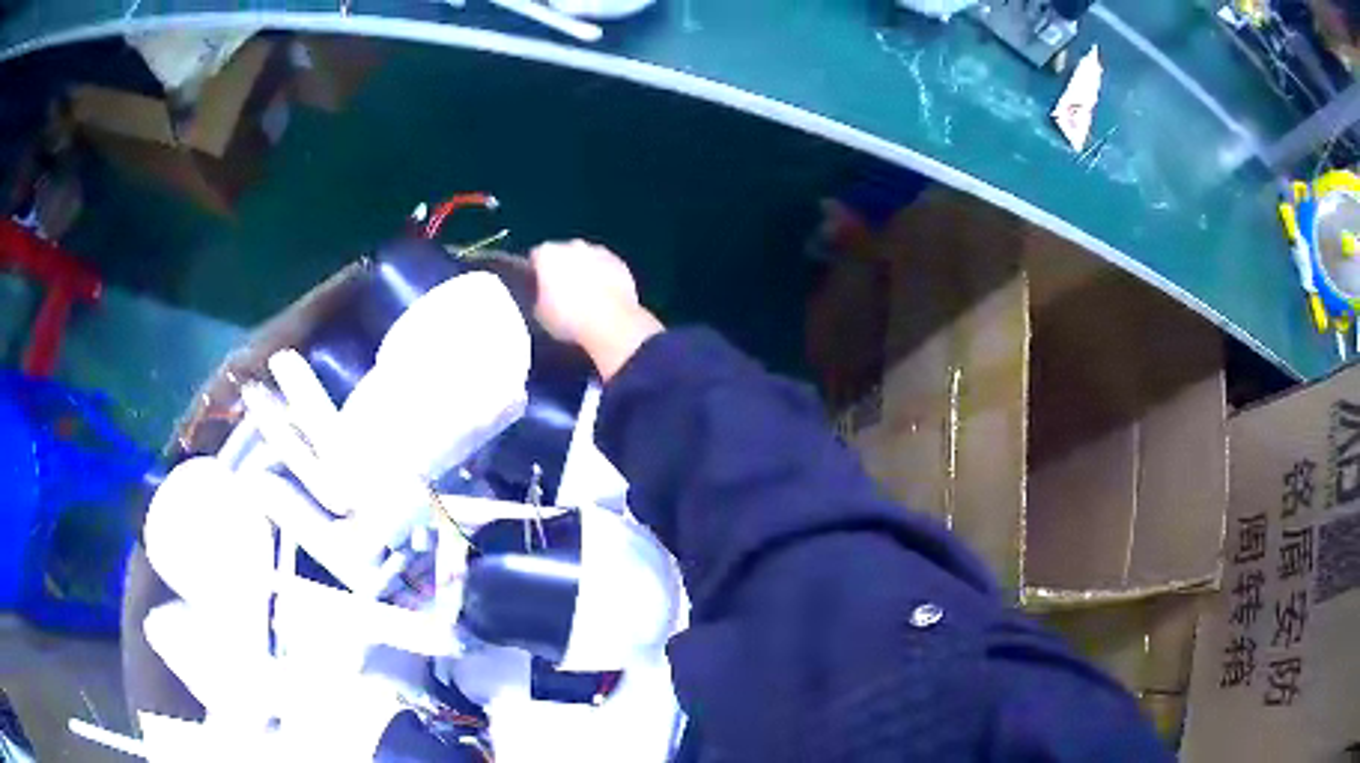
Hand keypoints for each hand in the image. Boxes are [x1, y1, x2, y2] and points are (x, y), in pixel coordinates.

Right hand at [531, 240, 662, 380]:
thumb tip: (544, 298)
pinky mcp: (620, 262)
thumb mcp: (540, 315)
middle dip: (561, 270)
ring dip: (584, 271)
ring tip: (586, 298)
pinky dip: (604, 278)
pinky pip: (606, 268)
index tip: (538, 289)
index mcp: (547, 253)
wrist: (611, 323)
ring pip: (586, 259)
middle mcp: (572, 245)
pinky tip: (605, 298)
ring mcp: (599, 251)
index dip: (535, 274)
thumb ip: (538, 298)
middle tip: (562, 294)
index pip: (535, 258)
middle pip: (562, 254)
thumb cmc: (568, 319)